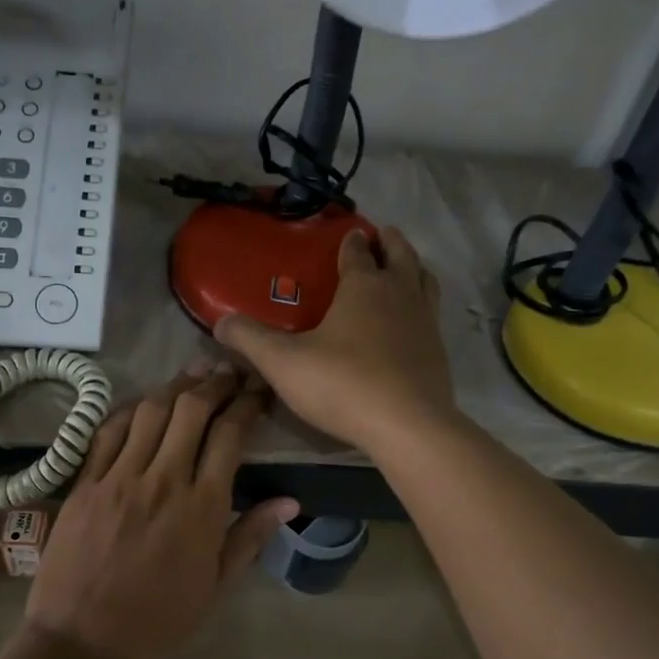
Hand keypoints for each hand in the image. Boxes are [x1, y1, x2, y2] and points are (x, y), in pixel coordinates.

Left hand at [25, 364, 298, 658]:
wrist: (84, 640)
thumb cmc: (159, 619)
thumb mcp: (216, 586)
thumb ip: (252, 536)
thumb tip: (291, 500)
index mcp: (201, 507)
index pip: (229, 435)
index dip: (247, 404)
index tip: (257, 391)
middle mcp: (162, 480)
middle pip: (191, 410)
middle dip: (214, 383)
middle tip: (228, 373)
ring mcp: (119, 477)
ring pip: (150, 411)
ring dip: (175, 387)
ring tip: (193, 375)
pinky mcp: (85, 482)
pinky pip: (108, 431)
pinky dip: (130, 409)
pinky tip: (143, 403)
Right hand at [215, 225, 455, 456]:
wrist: (407, 426)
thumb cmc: (342, 383)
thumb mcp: (283, 362)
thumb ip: (250, 340)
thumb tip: (220, 324)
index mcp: (364, 286)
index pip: (358, 251)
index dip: (351, 240)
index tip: (348, 232)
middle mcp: (400, 294)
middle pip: (401, 256)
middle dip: (390, 242)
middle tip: (382, 235)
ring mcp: (425, 322)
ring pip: (425, 281)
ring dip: (414, 268)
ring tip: (403, 269)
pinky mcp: (438, 352)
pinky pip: (432, 315)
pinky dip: (422, 306)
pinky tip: (411, 323)